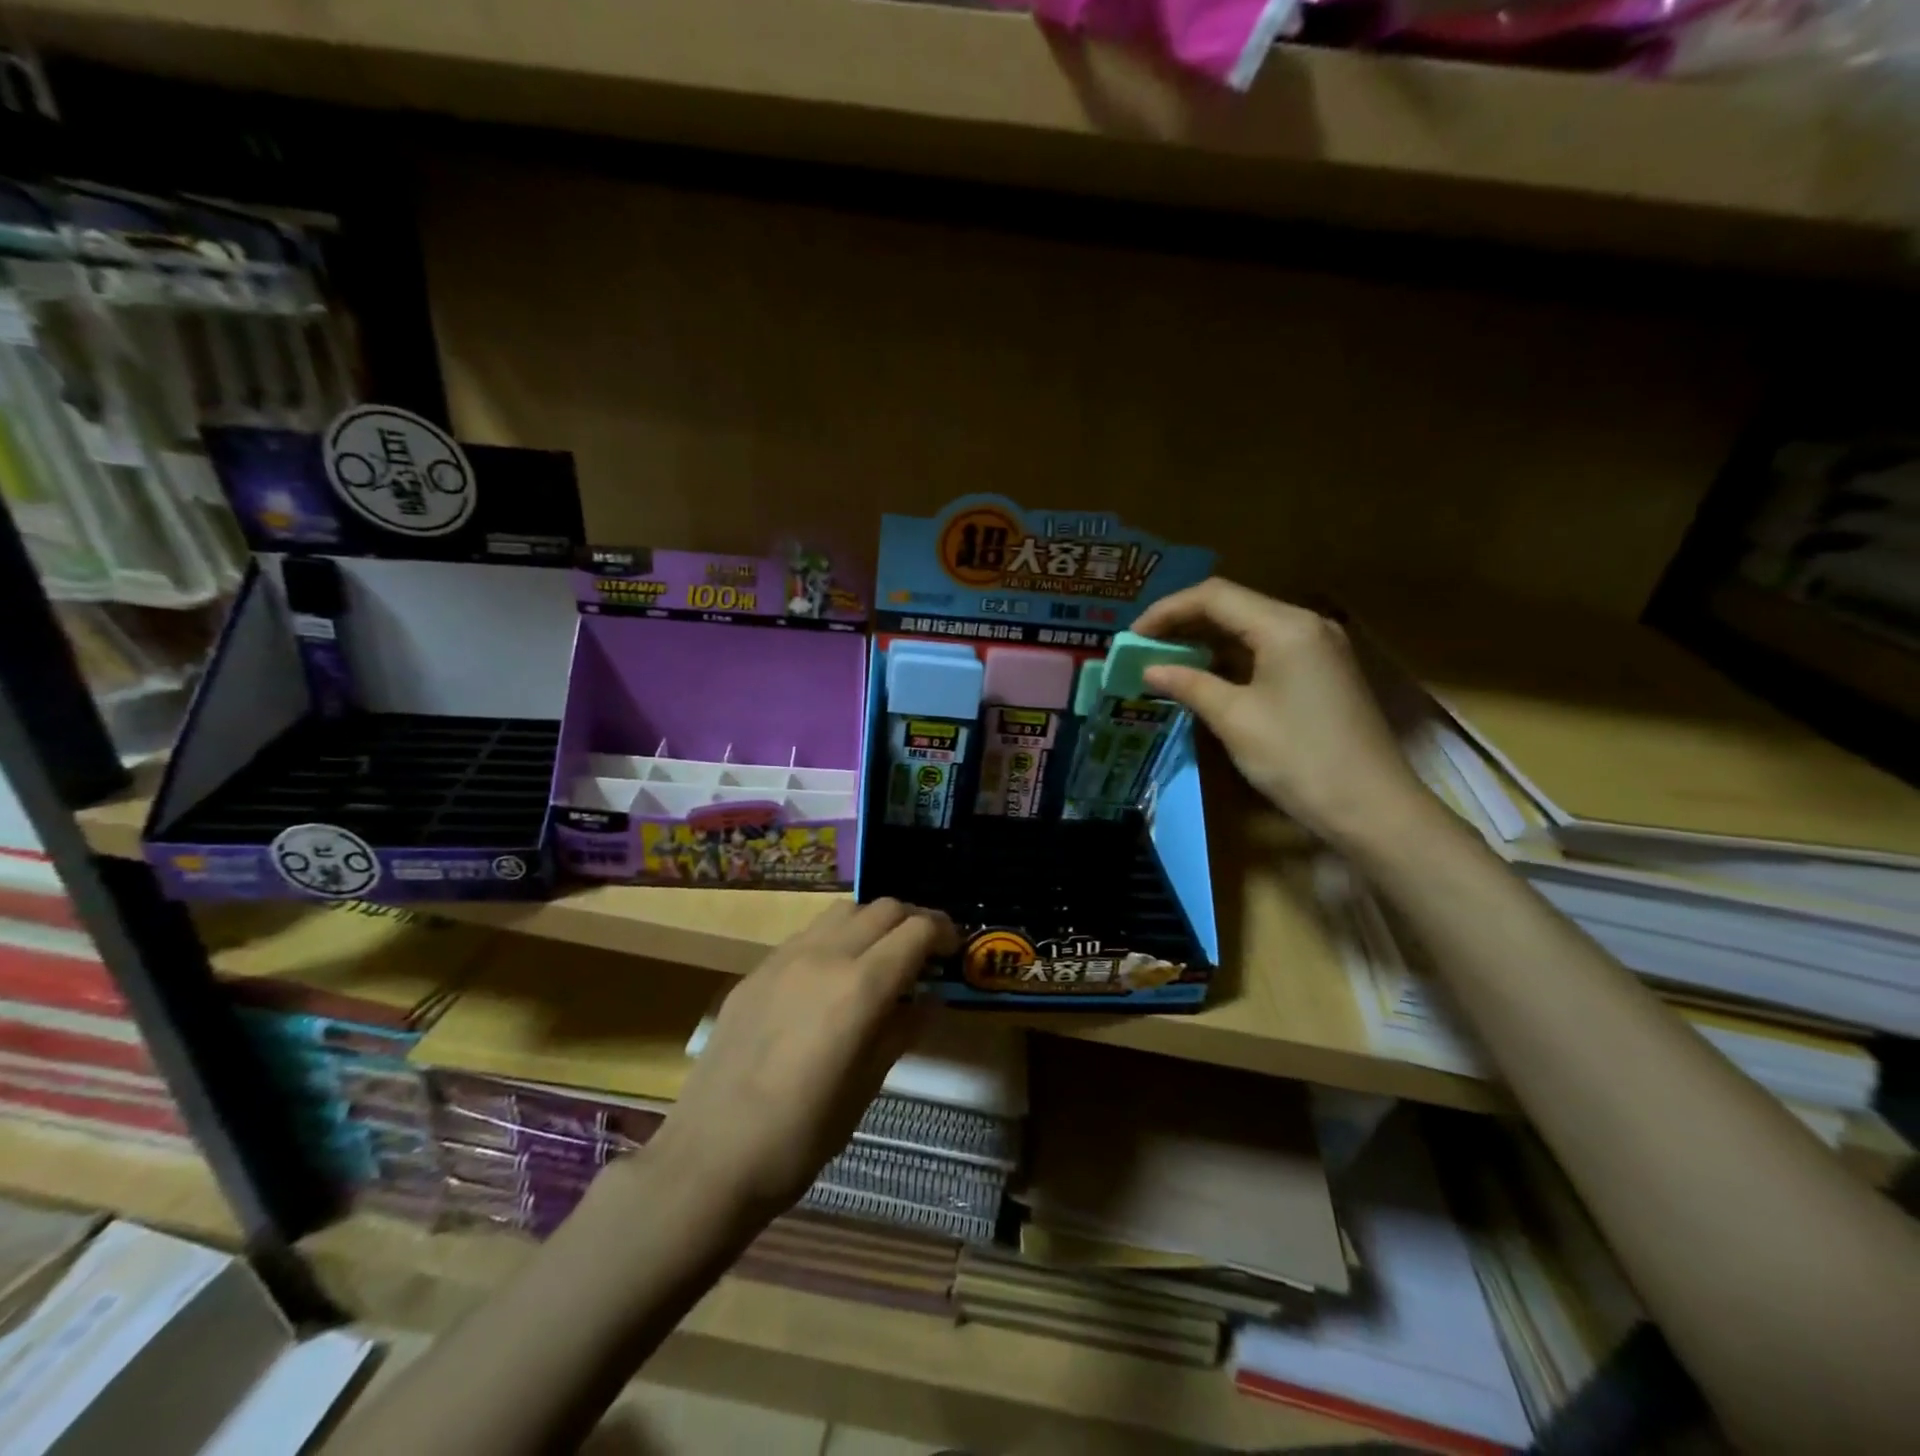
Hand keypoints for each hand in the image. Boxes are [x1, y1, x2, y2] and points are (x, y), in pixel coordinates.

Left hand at [641, 899, 956, 1222]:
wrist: (710, 1157)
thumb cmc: (801, 1137)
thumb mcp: (866, 1088)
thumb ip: (900, 1031)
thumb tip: (927, 1000)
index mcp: (860, 987)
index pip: (916, 931)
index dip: (943, 933)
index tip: (953, 950)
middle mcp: (825, 956)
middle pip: (882, 908)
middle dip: (912, 921)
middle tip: (924, 951)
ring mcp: (785, 958)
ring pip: (843, 911)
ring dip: (872, 923)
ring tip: (880, 957)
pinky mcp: (756, 970)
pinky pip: (808, 934)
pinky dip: (835, 939)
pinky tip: (832, 977)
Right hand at [1132, 579, 1434, 851]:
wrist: (1371, 807)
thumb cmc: (1298, 758)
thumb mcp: (1235, 719)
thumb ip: (1190, 684)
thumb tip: (1149, 669)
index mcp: (1285, 626)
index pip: (1214, 596)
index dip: (1167, 610)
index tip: (1131, 636)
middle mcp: (1305, 625)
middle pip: (1233, 606)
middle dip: (1183, 622)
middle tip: (1142, 647)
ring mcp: (1318, 648)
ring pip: (1250, 628)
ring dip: (1206, 641)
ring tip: (1164, 660)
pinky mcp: (1322, 672)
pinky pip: (1267, 650)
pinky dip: (1231, 659)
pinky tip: (1205, 676)